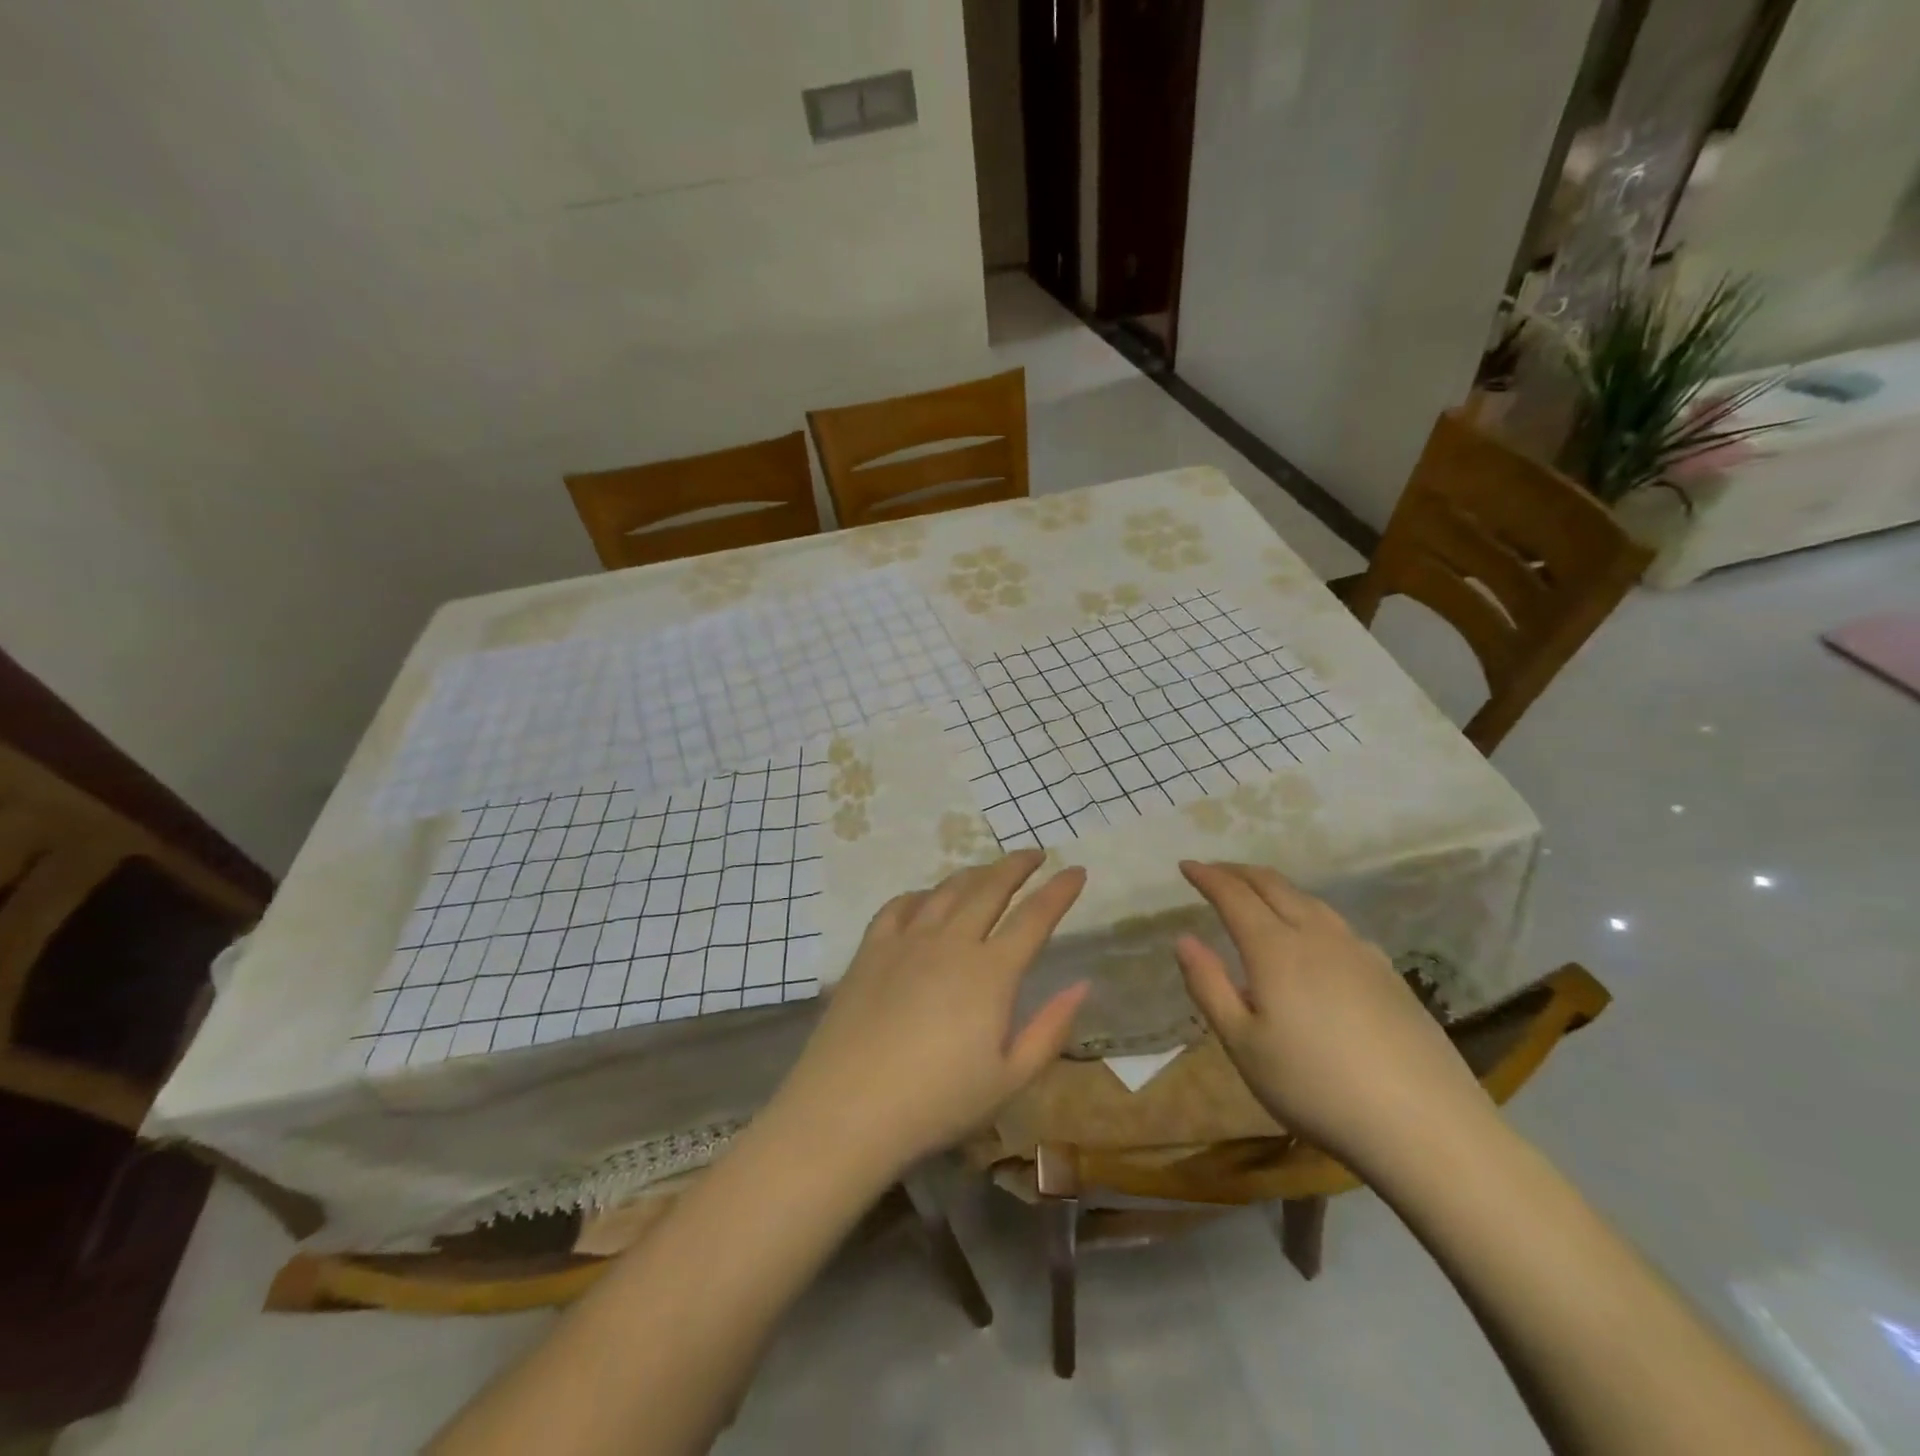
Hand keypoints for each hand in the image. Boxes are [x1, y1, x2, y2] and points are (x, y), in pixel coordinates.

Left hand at [766, 851, 1089, 1178]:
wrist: (847, 1109)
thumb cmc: (937, 1104)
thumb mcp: (1010, 1080)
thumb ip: (1050, 1029)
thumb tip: (1082, 984)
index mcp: (990, 972)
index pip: (1034, 918)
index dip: (1059, 891)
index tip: (1077, 871)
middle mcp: (950, 942)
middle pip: (989, 889)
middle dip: (1017, 866)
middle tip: (1035, 854)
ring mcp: (906, 941)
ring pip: (946, 891)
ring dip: (974, 873)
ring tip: (989, 870)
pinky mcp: (870, 950)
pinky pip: (899, 906)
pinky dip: (920, 894)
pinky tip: (925, 898)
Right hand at [1174, 861, 1493, 1174]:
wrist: (1426, 1126)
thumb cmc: (1316, 1088)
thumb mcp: (1243, 1045)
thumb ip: (1209, 987)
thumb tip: (1183, 939)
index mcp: (1275, 949)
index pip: (1233, 895)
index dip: (1207, 876)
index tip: (1186, 865)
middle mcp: (1317, 936)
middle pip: (1273, 886)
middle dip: (1238, 872)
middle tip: (1215, 871)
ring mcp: (1359, 952)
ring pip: (1310, 901)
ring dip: (1275, 888)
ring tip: (1258, 894)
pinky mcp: (1389, 975)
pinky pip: (1337, 924)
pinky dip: (1308, 912)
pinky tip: (1314, 937)